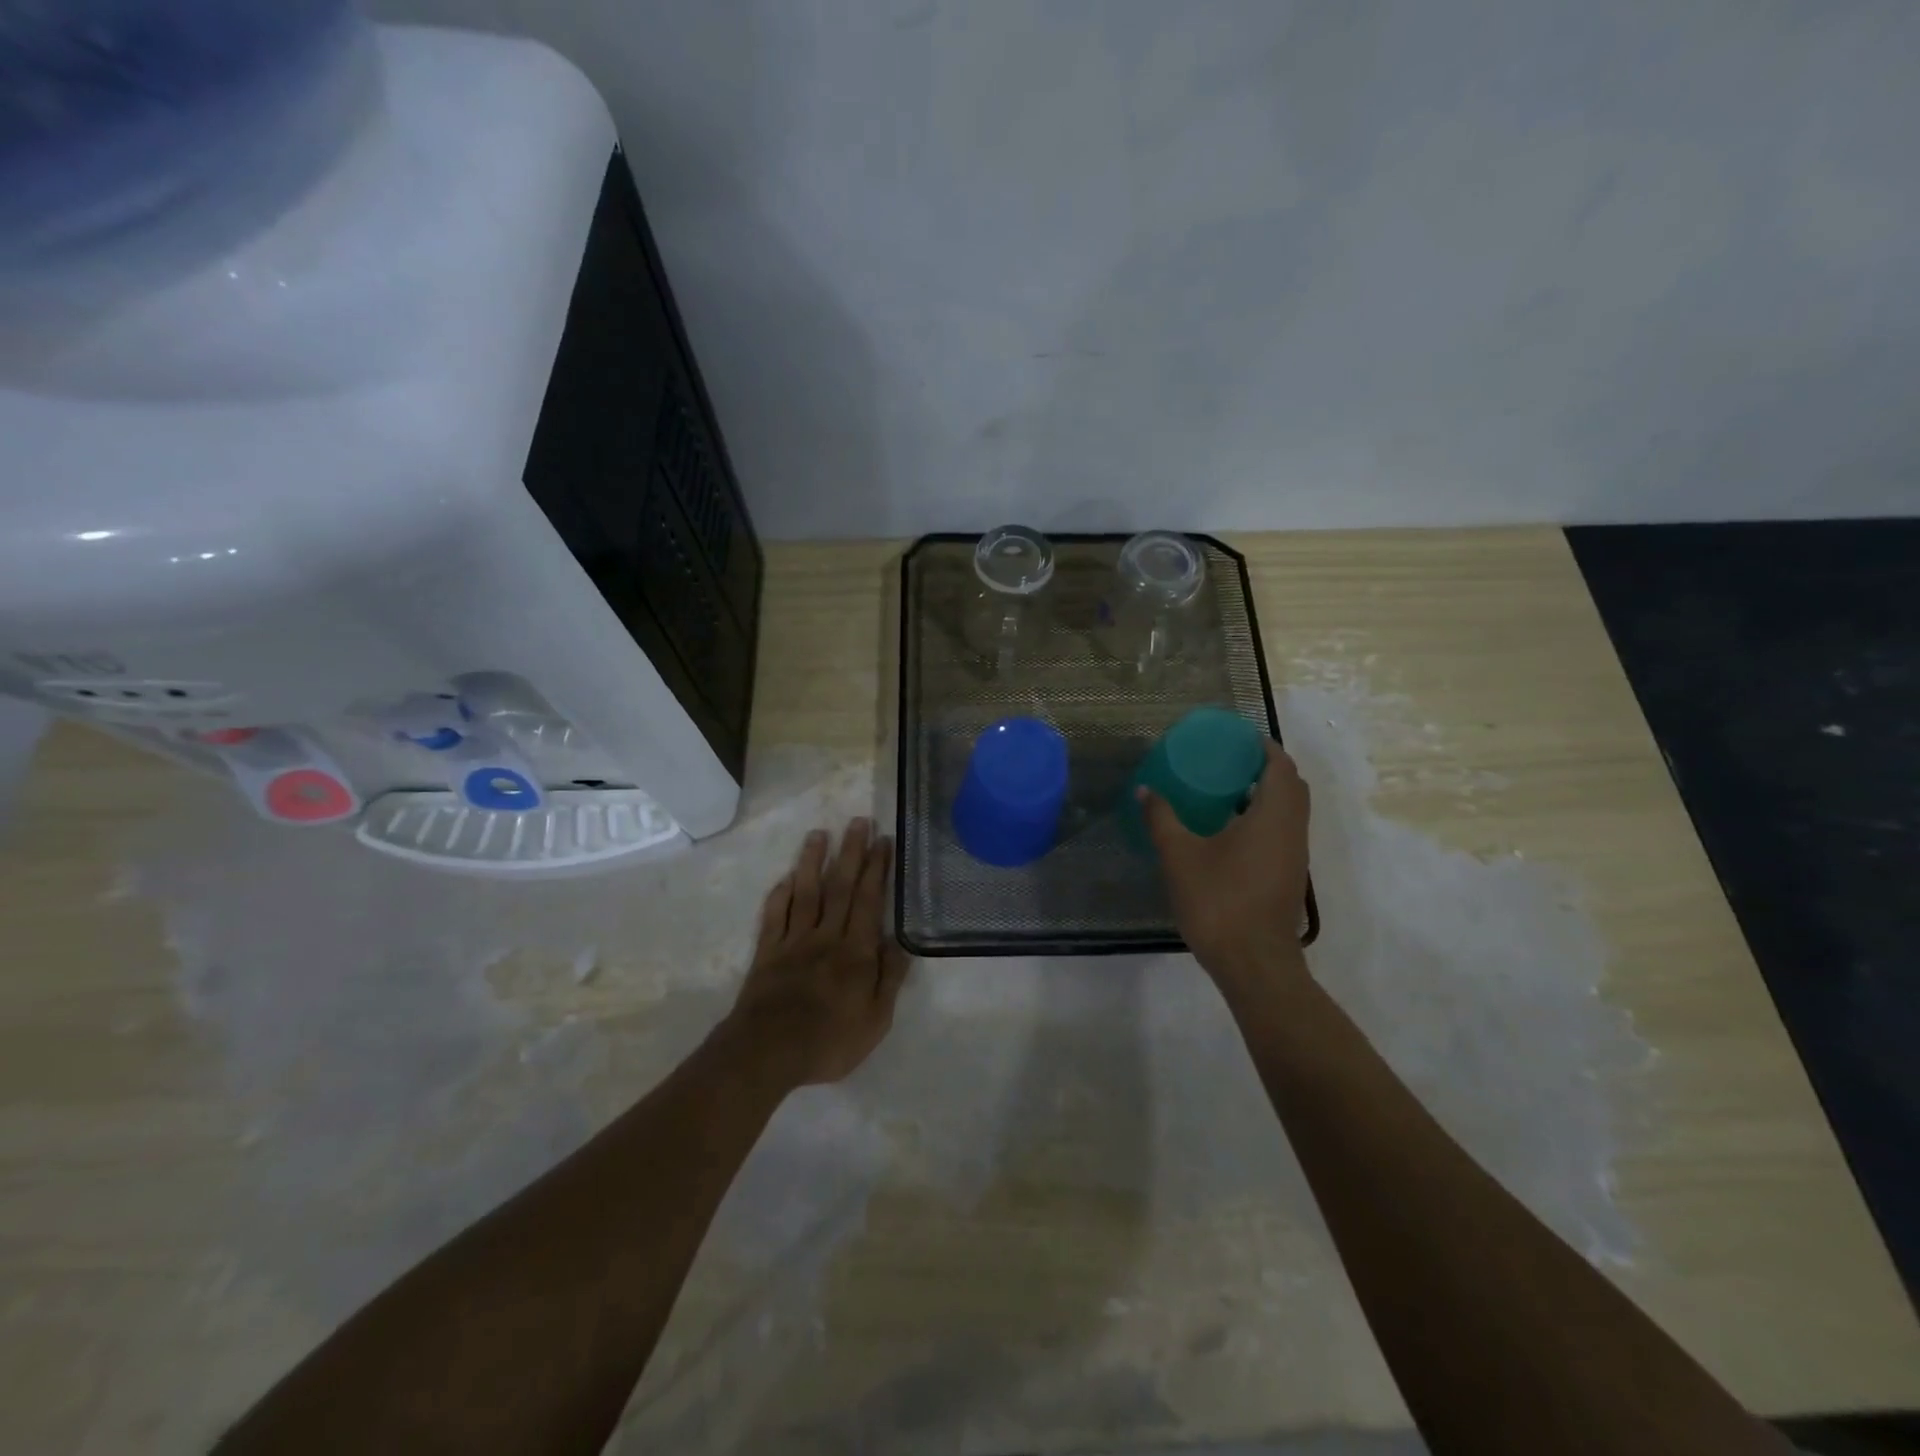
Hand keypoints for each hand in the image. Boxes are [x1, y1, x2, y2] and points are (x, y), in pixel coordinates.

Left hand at [724, 818, 911, 1089]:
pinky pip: (774, 916)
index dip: (877, 869)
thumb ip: (888, 978)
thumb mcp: (875, 1020)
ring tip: (819, 834)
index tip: (882, 840)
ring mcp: (793, 941)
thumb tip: (899, 941)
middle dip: (850, 852)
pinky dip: (780, 894)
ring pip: (805, 893)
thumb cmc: (828, 1041)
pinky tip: (785, 878)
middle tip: (858, 821)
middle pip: (839, 887)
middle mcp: (825, 936)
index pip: (868, 900)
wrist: (767, 1053)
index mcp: (855, 951)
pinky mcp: (767, 952)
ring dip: (812, 861)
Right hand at [1139, 739, 1311, 990]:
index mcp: (1274, 815)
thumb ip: (1162, 819)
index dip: (1262, 746)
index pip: (1280, 765)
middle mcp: (1292, 830)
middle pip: (1290, 785)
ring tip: (1223, 789)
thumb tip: (1145, 790)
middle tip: (1226, 760)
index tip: (1235, 737)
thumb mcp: (1180, 856)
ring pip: (1289, 810)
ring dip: (1265, 793)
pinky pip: (1282, 831)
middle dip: (1263, 767)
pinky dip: (1262, 817)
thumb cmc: (1219, 901)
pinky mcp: (1288, 876)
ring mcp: (1294, 855)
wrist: (1254, 963)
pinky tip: (1227, 829)